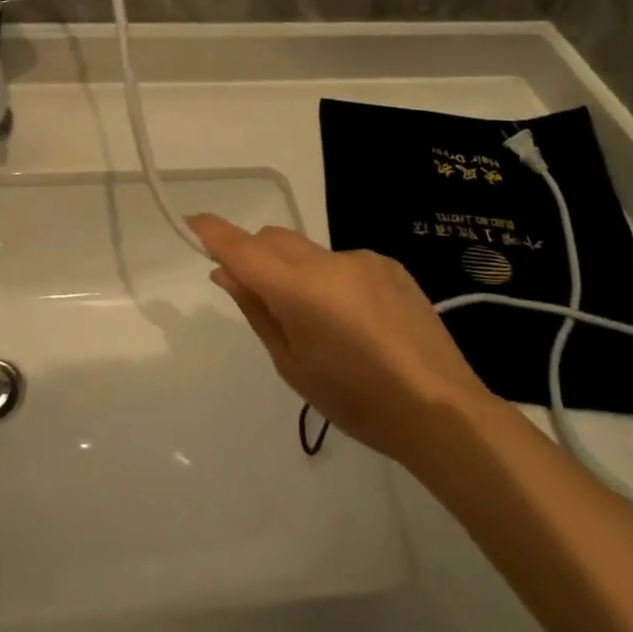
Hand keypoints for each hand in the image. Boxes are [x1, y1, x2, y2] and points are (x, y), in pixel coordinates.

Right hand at [187, 214, 485, 459]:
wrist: (441, 409)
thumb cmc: (355, 399)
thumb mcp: (292, 364)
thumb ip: (257, 310)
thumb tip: (227, 274)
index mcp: (299, 288)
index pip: (243, 248)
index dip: (213, 232)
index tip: (192, 223)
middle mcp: (328, 260)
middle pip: (274, 240)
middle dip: (255, 256)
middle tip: (257, 296)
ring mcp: (363, 259)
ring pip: (309, 252)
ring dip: (297, 272)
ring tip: (322, 324)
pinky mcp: (390, 265)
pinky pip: (343, 263)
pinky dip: (332, 280)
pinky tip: (357, 322)